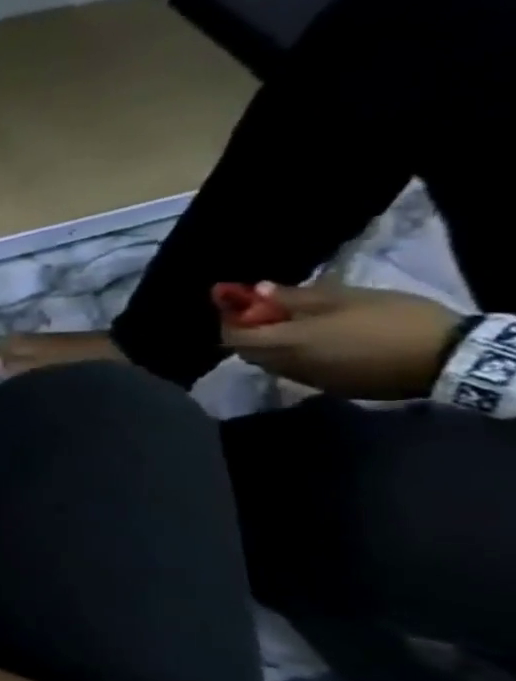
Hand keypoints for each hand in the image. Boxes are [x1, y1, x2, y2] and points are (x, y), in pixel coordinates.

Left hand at [219, 281, 462, 398]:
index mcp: (289, 342)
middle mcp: (290, 366)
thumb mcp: (346, 298)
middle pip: (249, 353)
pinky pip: (296, 373)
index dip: (230, 321)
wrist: (449, 359)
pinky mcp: (333, 389)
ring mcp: (311, 381)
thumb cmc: (395, 319)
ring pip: (271, 365)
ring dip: (269, 346)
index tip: (238, 304)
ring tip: (289, 325)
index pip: (235, 338)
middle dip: (247, 333)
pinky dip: (291, 358)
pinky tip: (315, 343)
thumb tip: (257, 290)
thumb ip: (294, 297)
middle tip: (264, 313)